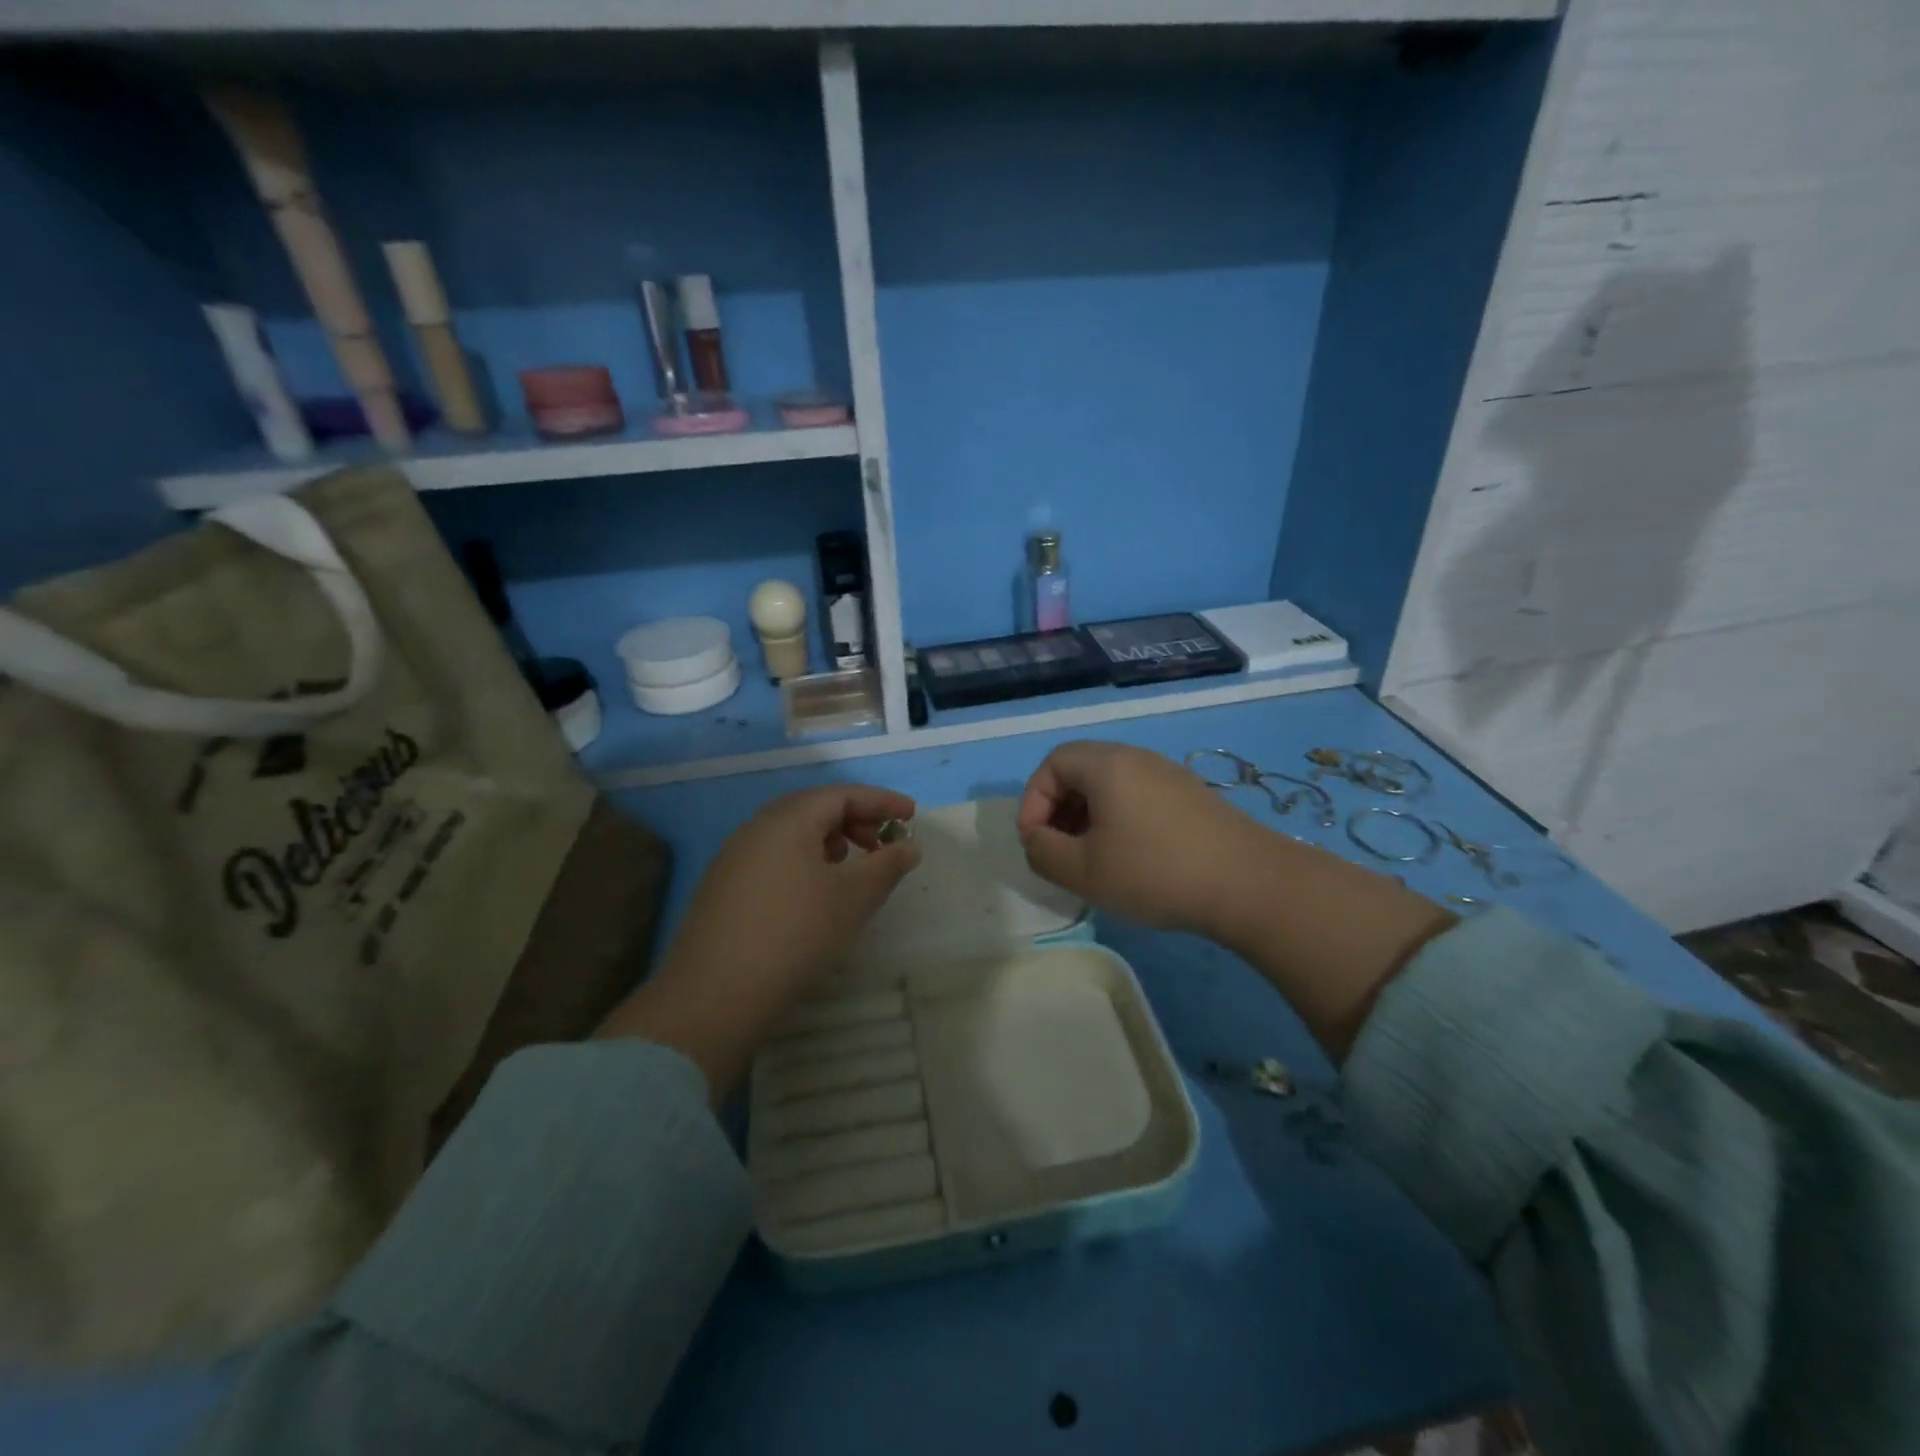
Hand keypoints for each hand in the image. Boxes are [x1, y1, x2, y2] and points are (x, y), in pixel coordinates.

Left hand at [599, 785, 920, 1097]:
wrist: (715, 993)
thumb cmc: (795, 933)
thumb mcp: (853, 898)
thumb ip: (887, 866)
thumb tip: (908, 846)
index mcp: (788, 819)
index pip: (842, 794)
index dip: (881, 801)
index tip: (912, 815)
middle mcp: (757, 827)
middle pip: (815, 808)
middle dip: (856, 820)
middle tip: (884, 844)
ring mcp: (735, 856)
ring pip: (793, 833)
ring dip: (830, 841)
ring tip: (852, 867)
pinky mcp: (724, 886)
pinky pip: (775, 856)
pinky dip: (805, 860)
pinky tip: (814, 892)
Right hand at [1020, 740, 1453, 1058]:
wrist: (1249, 884)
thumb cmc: (1155, 871)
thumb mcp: (1083, 870)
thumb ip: (1043, 852)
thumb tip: (1036, 839)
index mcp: (1107, 764)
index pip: (1052, 764)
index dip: (1033, 801)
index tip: (1037, 843)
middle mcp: (1137, 757)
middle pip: (1081, 770)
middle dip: (1059, 810)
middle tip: (1061, 851)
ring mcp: (1169, 774)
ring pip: (1111, 785)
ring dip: (1089, 818)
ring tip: (1092, 859)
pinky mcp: (1191, 796)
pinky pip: (1139, 797)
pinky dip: (1120, 820)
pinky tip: (1131, 860)